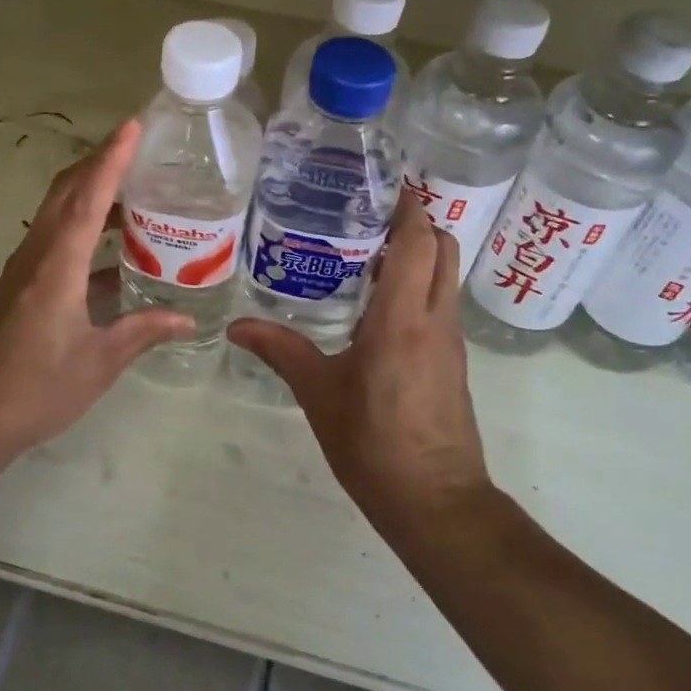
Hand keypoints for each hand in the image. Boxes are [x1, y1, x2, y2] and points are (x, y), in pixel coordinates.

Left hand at [0, 120, 192, 462]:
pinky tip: (113, 247)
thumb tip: (186, 317)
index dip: (112, 159)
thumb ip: (143, 331)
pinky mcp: (20, 282)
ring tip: (136, 190)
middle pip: (67, 190)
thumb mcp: (99, 363)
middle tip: (141, 148)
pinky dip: (83, 224)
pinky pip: (55, 235)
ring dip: (91, 190)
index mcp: (58, 266)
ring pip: (58, 210)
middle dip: (100, 161)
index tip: (132, 126)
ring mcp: (24, 266)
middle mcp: (38, 253)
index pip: (88, 198)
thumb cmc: (35, 389)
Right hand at [227, 196, 489, 523]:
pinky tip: (380, 305)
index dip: (409, 208)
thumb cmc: (374, 443)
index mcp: (402, 318)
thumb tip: (237, 327)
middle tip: (371, 217)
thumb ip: (281, 352)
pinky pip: (442, 305)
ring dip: (421, 255)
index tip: (385, 187)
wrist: (437, 504)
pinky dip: (422, 286)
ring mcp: (451, 341)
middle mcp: (435, 320)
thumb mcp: (319, 394)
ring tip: (370, 253)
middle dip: (418, 223)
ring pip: (447, 276)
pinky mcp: (454, 362)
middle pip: (444, 249)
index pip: (419, 243)